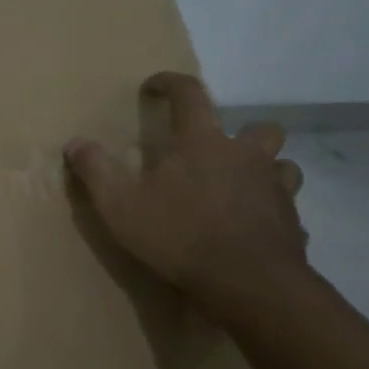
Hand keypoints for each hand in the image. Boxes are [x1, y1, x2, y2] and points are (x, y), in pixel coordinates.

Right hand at [65, 72, 307, 316]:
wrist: (249, 284)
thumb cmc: (180, 236)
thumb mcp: (121, 205)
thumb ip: (96, 170)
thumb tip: (75, 143)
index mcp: (203, 143)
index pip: (190, 94)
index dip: (171, 83)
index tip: (155, 86)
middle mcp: (246, 157)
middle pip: (260, 128)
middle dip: (244, 132)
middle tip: (220, 151)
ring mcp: (276, 190)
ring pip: (284, 167)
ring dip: (267, 171)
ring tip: (243, 189)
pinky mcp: (294, 225)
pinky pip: (288, 212)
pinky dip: (275, 216)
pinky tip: (256, 232)